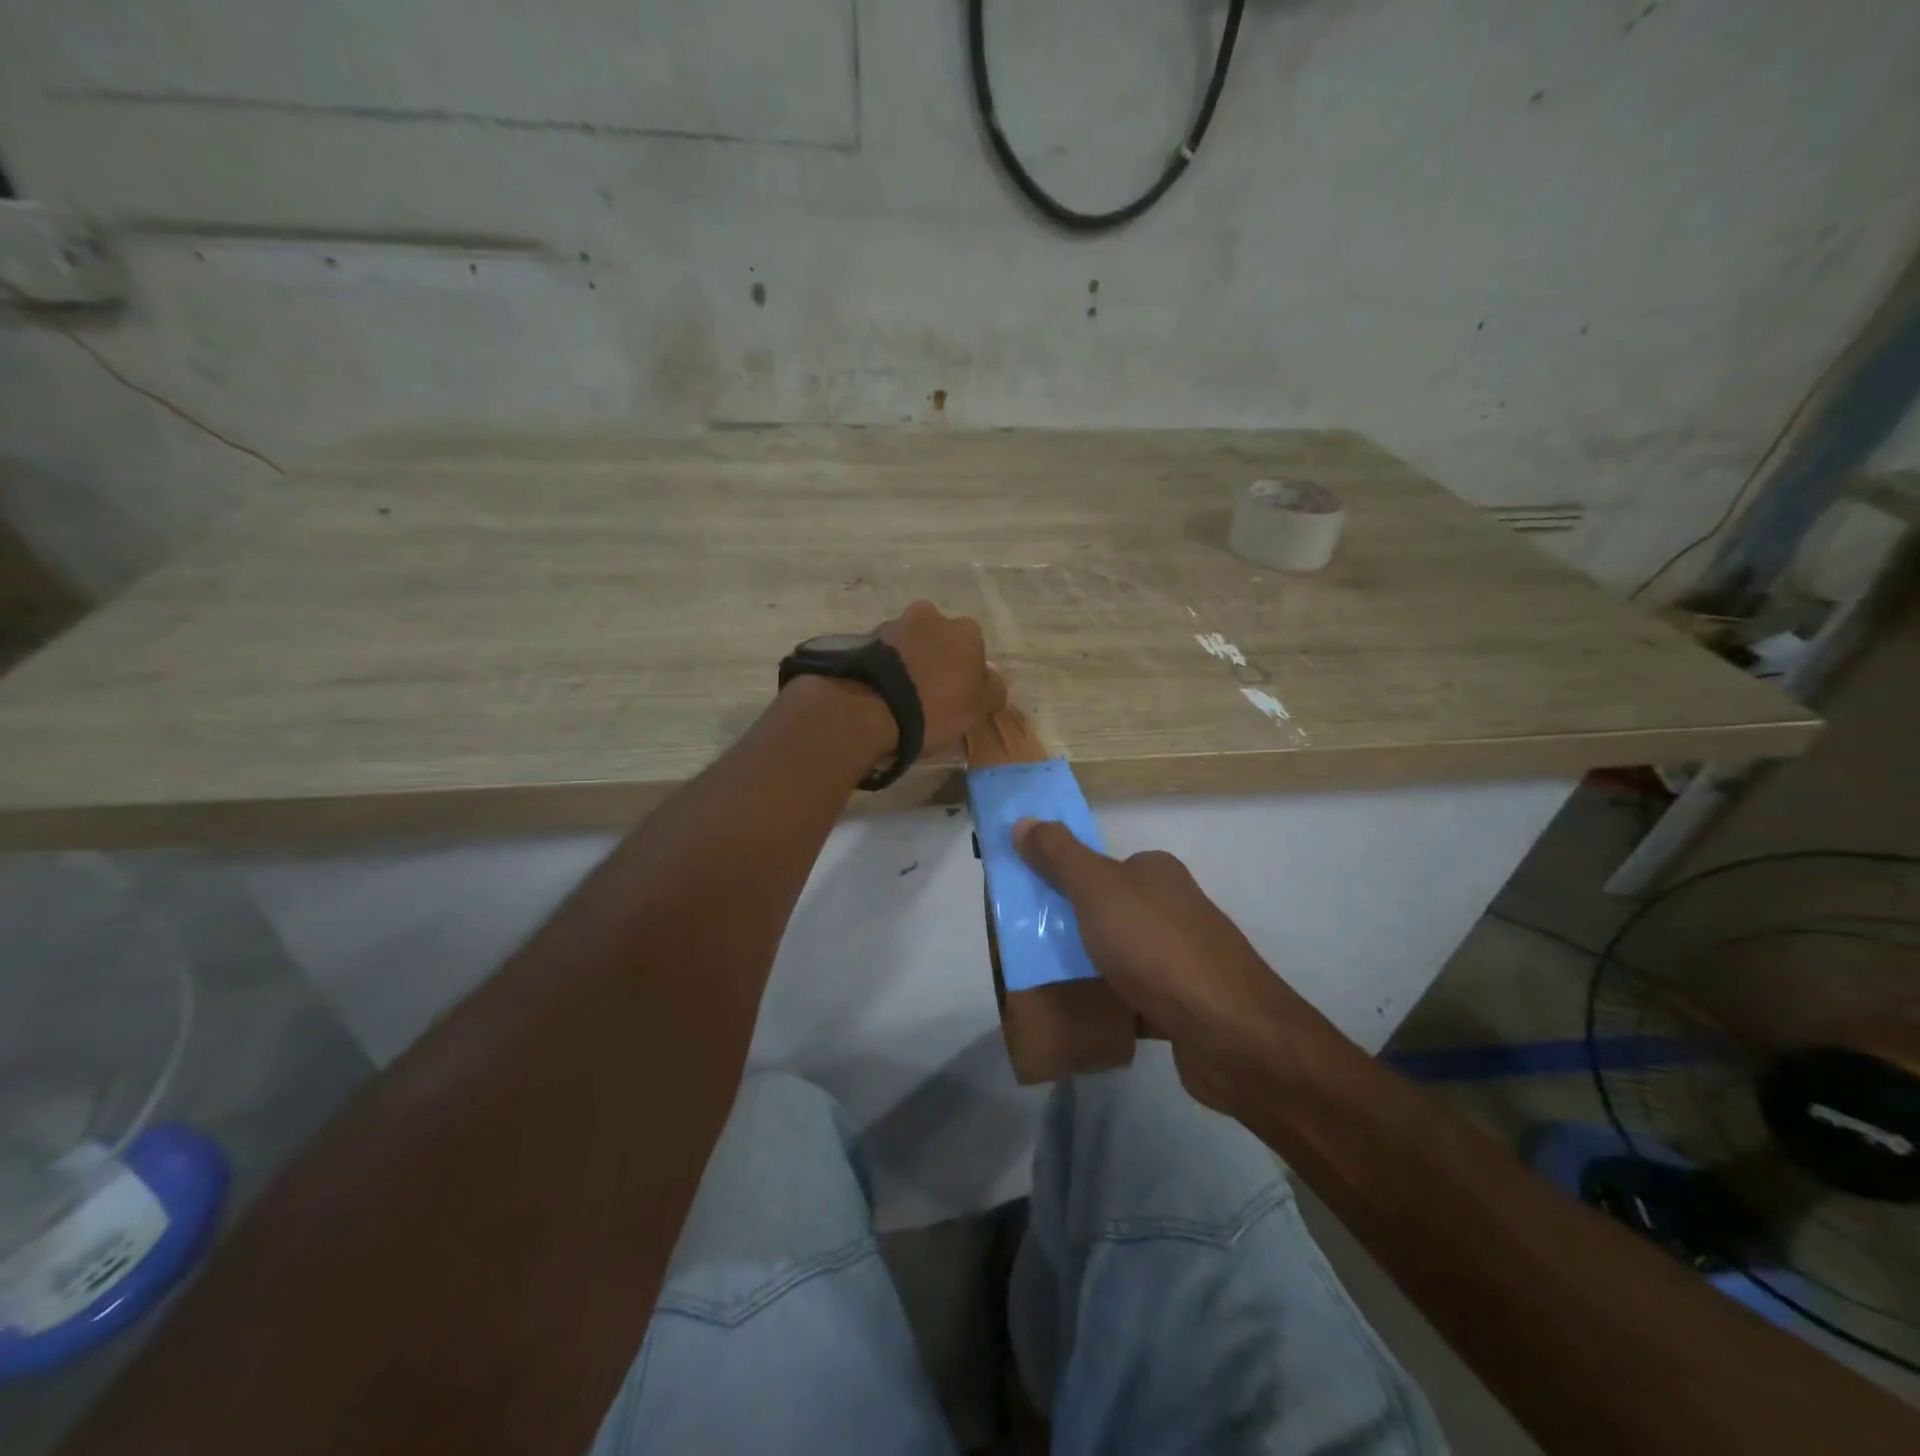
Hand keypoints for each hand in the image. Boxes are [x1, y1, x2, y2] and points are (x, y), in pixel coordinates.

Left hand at [878, 601, 1005, 755]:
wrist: (877, 708)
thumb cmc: (938, 707)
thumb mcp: (979, 708)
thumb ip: (993, 688)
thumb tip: (992, 678)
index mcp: (967, 630)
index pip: (975, 650)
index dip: (968, 672)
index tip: (959, 694)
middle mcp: (934, 616)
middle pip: (942, 638)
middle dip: (939, 656)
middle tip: (932, 689)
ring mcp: (899, 624)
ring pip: (913, 640)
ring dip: (913, 657)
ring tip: (905, 690)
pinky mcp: (869, 638)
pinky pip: (888, 652)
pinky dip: (890, 664)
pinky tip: (887, 687)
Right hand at [1012, 820, 1304, 1110]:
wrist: (1228, 1032)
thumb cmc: (1156, 947)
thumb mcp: (1097, 889)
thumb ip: (1059, 855)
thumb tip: (1024, 820)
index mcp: (1155, 872)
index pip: (1100, 866)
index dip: (1062, 881)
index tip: (1026, 907)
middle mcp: (1172, 907)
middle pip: (1106, 911)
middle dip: (1069, 928)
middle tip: (1027, 948)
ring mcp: (1182, 958)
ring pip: (1119, 955)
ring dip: (1088, 968)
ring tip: (1047, 985)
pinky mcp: (1186, 1004)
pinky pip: (1134, 996)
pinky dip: (1110, 1003)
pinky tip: (1084, 1016)